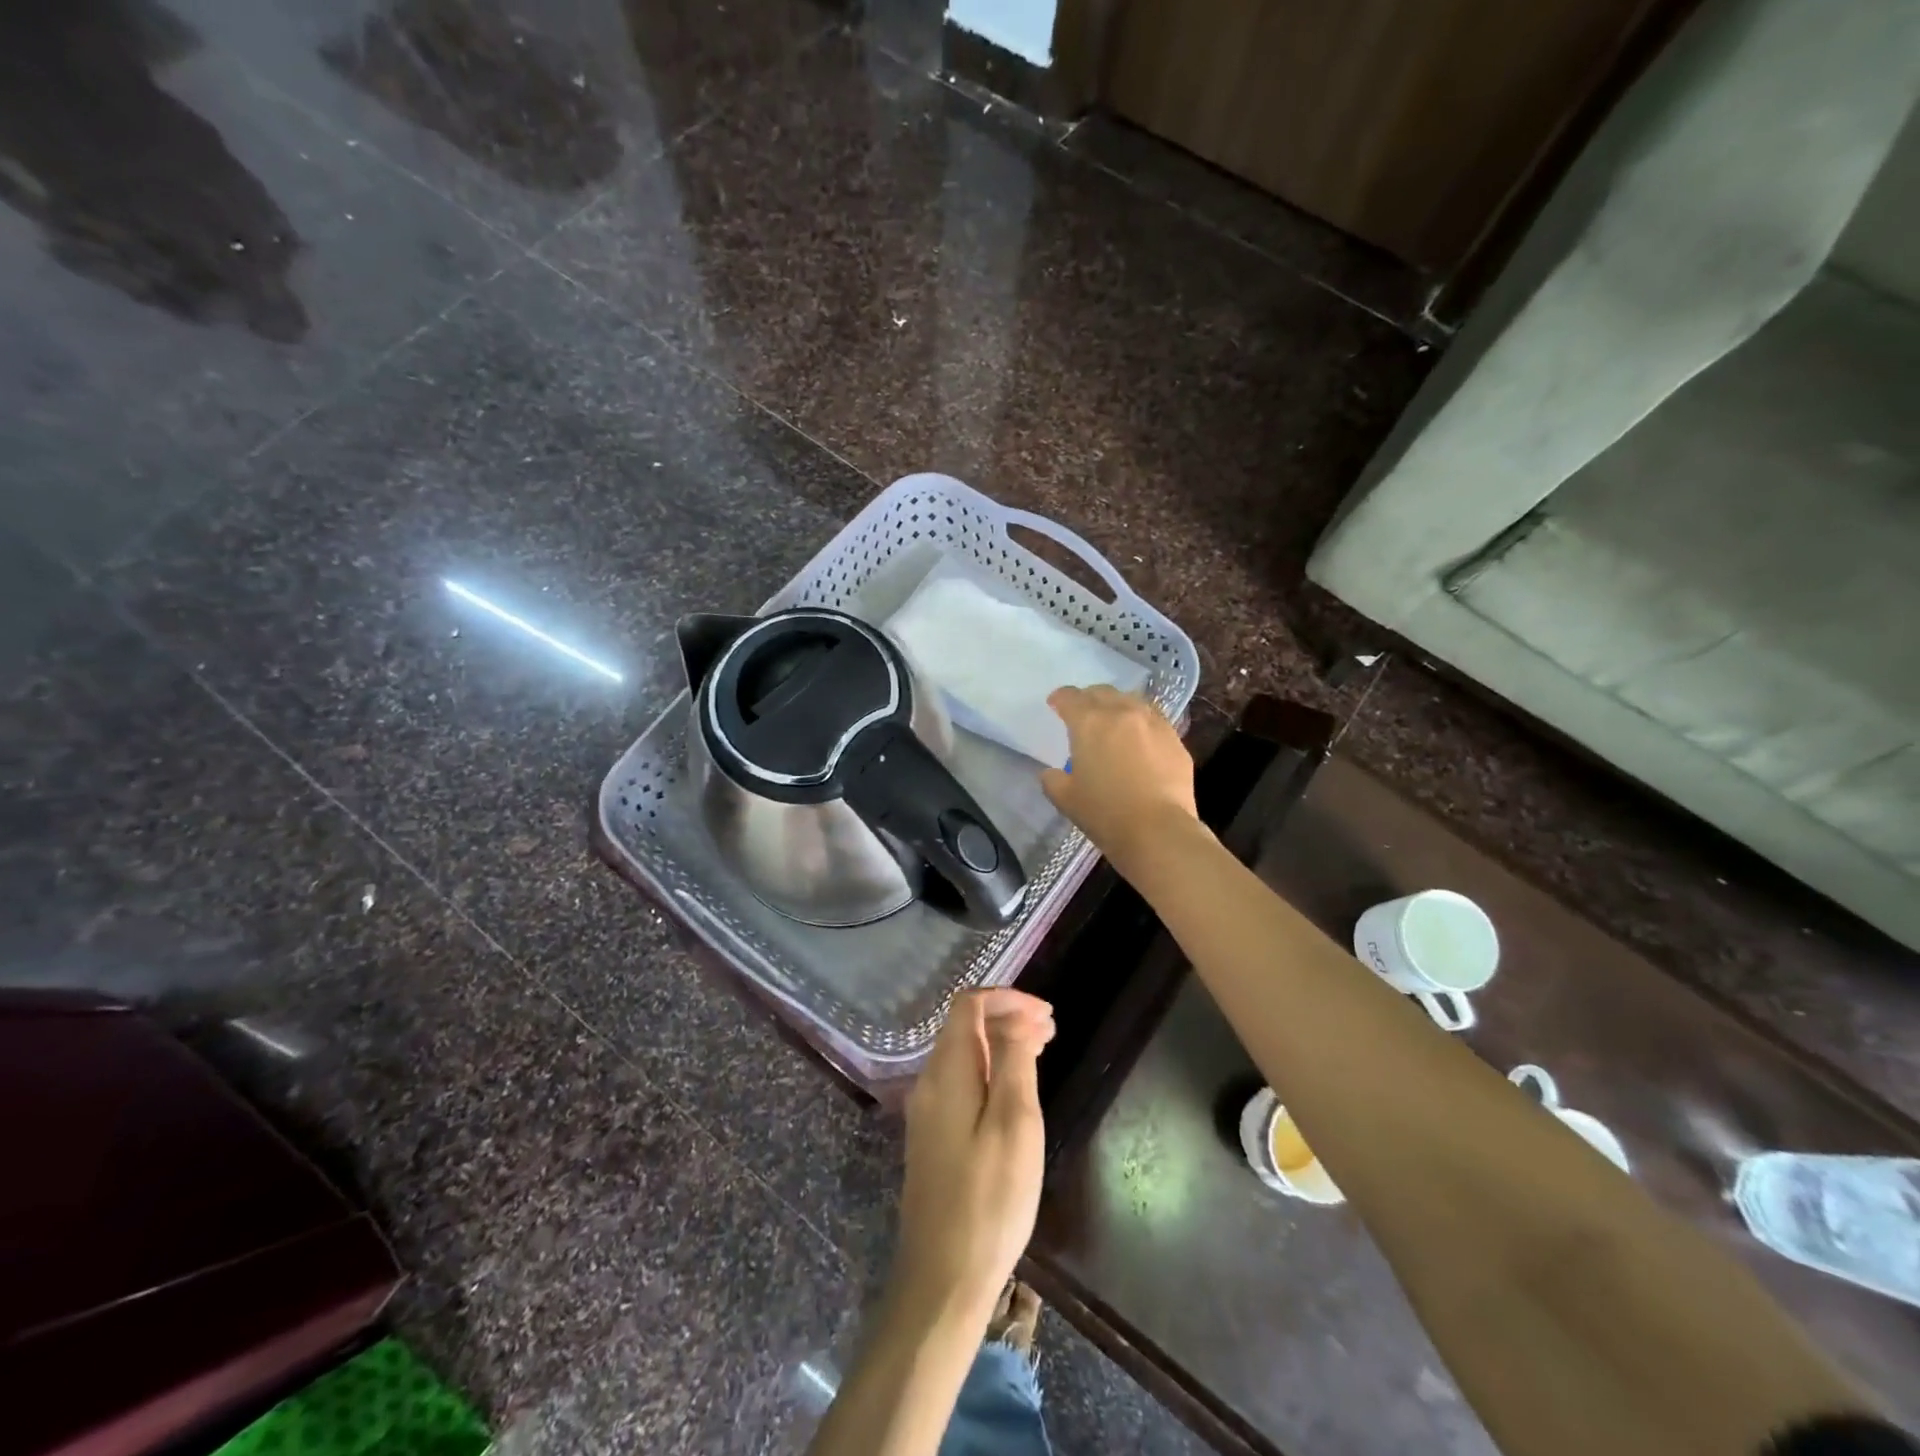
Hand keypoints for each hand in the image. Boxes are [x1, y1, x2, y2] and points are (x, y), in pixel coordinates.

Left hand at [894, 989, 1054, 1319]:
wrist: (942, 1278)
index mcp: (946, 1071)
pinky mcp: (932, 1135)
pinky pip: (961, 1080)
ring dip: (1000, 1042)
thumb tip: (1013, 1018)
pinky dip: (989, 1069)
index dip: (1007, 999)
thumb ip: (1012, 1062)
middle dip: (1007, 1017)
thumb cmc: (988, 1199)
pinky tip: (1014, 1088)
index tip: (1046, 1015)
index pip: (969, 1006)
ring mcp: (927, 1110)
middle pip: (964, 1027)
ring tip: (1041, 1050)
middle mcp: (929, 1081)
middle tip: (1051, 1031)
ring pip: (963, 1054)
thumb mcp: (1014, 1124)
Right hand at [1041, 685, 1198, 869]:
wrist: (1158, 831)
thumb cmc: (1105, 813)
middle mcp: (1122, 713)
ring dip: (1118, 706)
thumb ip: (1052, 779)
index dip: (1060, 699)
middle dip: (1089, 699)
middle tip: (1083, 713)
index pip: (1070, 698)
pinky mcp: (1175, 739)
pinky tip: (1140, 740)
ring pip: (1132, 701)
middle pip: (1102, 693)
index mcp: (1089, 722)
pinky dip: (1141, 724)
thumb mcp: (1065, 799)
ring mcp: (1153, 723)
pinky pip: (1154, 720)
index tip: (1055, 705)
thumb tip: (1052, 773)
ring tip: (1114, 722)